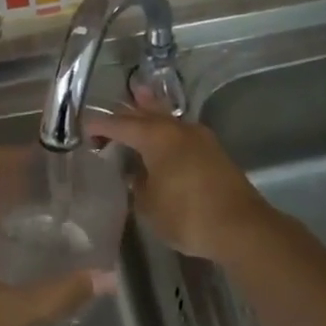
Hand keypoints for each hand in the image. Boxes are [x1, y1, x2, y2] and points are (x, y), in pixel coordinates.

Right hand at [86, 102, 273, 260]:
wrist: (241, 228)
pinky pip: (181, 133)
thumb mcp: (149, 205)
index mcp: (157, 137)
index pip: (120, 125)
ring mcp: (200, 139)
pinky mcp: (214, 153)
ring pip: (168, 119)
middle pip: (147, 113)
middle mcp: (178, 129)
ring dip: (151, 112)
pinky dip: (167, 131)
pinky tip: (163, 137)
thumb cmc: (187, 216)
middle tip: (108, 111)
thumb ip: (138, 184)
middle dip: (126, 113)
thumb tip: (137, 174)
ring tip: (139, 97)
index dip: (100, 126)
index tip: (83, 128)